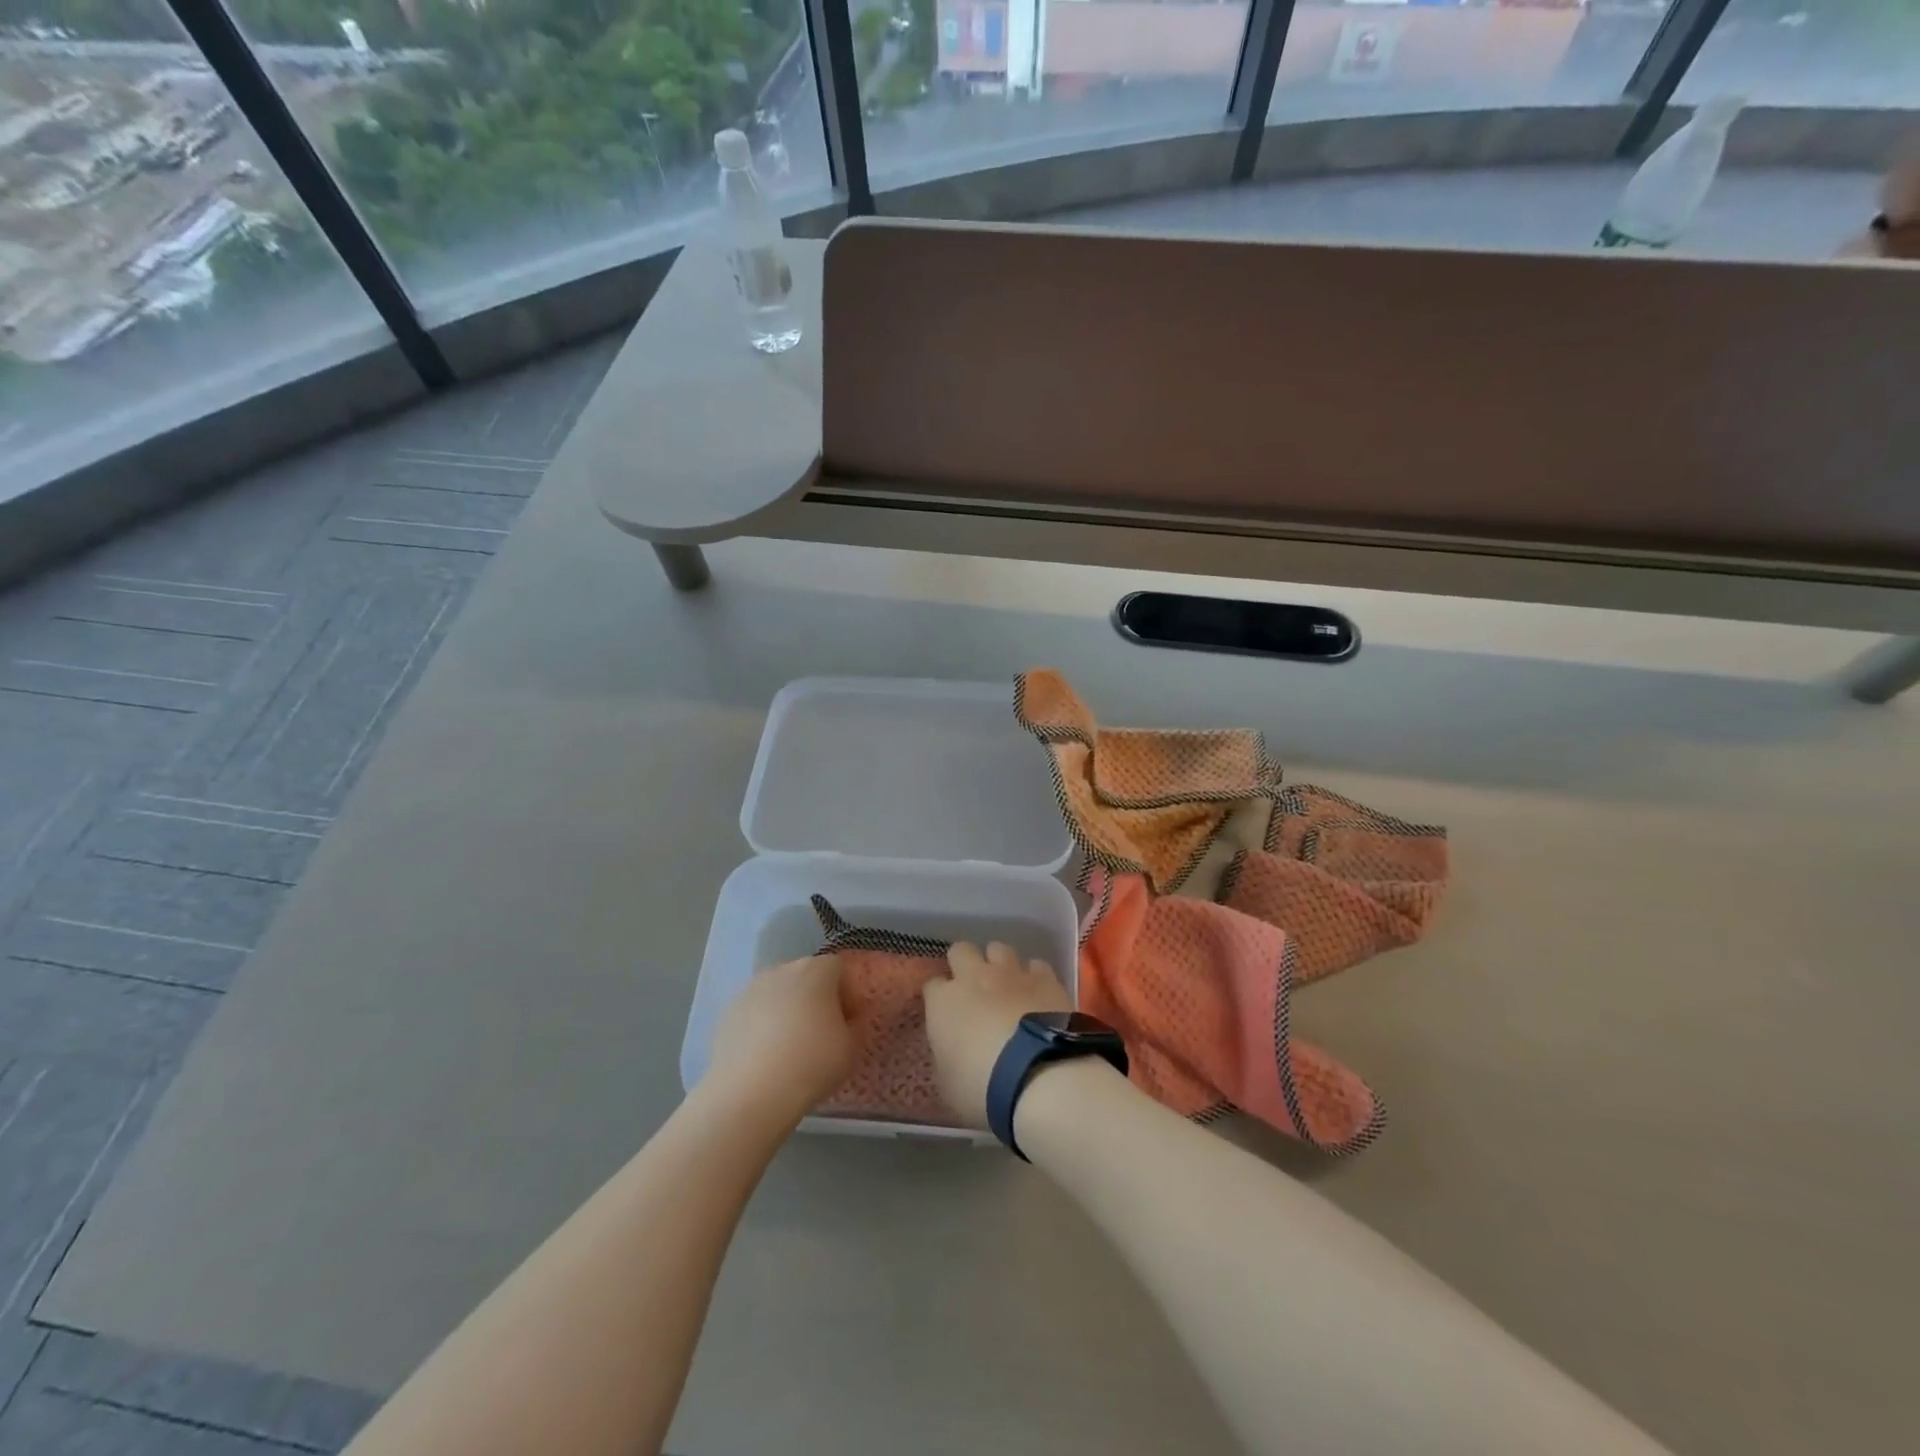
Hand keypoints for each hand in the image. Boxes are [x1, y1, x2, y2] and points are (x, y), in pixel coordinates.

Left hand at [708, 955, 855, 1122]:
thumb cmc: (811, 1063)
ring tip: (789, 1050)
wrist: (749, 1093)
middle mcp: (781, 969)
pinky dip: (761, 1027)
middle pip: (805, 977)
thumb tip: (848, 1017)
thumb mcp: (851, 1048)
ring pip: (777, 994)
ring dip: (786, 1012)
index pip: (838, 968)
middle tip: (821, 1035)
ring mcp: (750, 989)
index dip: (846, 993)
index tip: (847, 1022)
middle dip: (815, 999)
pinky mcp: (727, 1013)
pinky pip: (754, 1013)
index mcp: (816, 970)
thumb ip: (855, 1024)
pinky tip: (764, 1058)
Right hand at [922, 941, 1070, 1127]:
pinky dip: (1034, 976)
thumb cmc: (983, 1088)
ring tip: (1007, 985)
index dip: (938, 997)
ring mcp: (1011, 973)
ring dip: (999, 963)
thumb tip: (953, 1051)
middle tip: (972, 988)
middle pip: (961, 951)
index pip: (932, 986)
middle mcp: (974, 977)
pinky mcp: (1045, 978)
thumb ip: (947, 1057)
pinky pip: (1035, 965)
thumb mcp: (949, 1084)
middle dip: (964, 964)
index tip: (944, 1013)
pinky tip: (1038, 994)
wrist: (1038, 1075)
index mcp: (943, 1002)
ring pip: (999, 948)